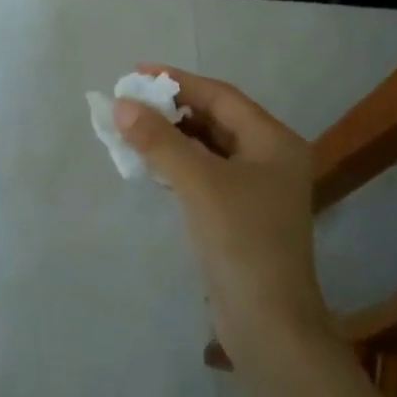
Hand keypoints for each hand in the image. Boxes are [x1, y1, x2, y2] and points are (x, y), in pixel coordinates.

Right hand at [114, 66, 326, 332]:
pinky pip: (206, 174)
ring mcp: (257, 189)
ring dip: (172, 137)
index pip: (221, 96)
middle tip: (129, 103)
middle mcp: (271, 158)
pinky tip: (151, 164)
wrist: (268, 323)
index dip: (178, 81)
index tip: (136, 73)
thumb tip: (122, 105)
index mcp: (274, 141)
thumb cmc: (241, 241)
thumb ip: (159, 141)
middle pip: (216, 119)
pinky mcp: (240, 215)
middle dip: (172, 109)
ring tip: (132, 129)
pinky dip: (179, 164)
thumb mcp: (198, 183)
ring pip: (209, 148)